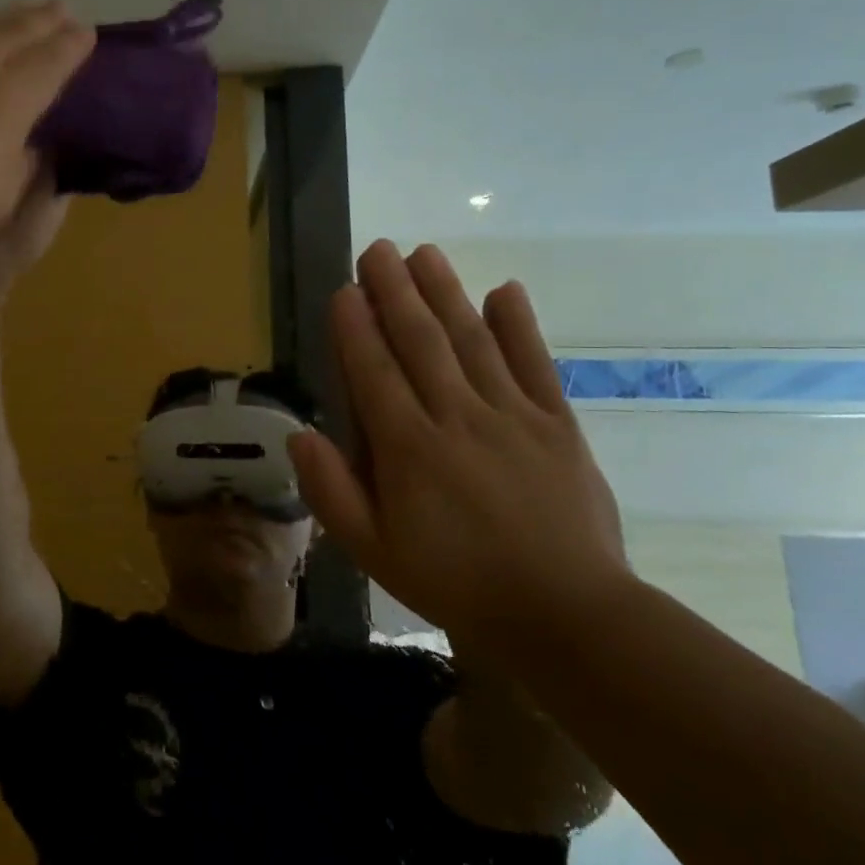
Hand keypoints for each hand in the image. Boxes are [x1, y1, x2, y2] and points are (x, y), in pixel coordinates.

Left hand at [0, 2, 93, 265]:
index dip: (71, 47)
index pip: (50, 62)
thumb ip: (20, 165)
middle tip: (61, 7)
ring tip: (19, 13)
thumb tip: (26, 146)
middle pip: (14, 33)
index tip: (87, 32)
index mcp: (8, 99)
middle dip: (42, 20)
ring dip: (3, 20)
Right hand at [289, 242, 630, 657]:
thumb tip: (299, 436)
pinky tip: (506, 290)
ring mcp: (512, 416)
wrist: (565, 615)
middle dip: (395, 291)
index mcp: (408, 449)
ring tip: (425, 253)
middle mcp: (457, 418)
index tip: (345, 289)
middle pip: (421, 341)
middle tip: (378, 249)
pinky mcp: (557, 425)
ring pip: (472, 341)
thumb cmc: (455, 581)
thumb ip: (331, 491)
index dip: (356, 327)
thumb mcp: (373, 551)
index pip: (374, 372)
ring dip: (446, 293)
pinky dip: (521, 326)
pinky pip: (535, 365)